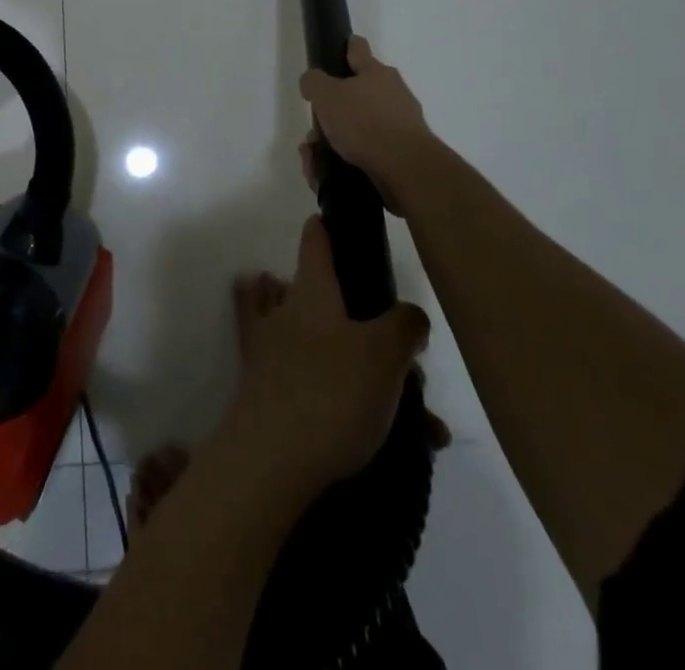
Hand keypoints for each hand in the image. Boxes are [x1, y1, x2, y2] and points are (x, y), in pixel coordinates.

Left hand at [217, 216, 430, 498]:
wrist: (270, 461)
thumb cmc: (330, 392)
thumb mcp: (384, 353)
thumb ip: (403, 325)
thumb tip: (410, 315)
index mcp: (311, 291)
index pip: (315, 240)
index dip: (328, 227)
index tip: (343, 223)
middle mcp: (285, 313)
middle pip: (321, 297)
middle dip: (362, 319)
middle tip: (405, 357)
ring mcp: (271, 354)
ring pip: (319, 346)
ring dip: (362, 370)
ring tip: (417, 412)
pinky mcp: (267, 397)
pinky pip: (314, 390)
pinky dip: (351, 408)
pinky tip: (402, 437)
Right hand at [298, 36, 436, 212]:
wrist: (406, 169)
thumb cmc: (364, 122)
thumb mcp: (326, 94)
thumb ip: (313, 82)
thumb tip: (313, 82)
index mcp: (376, 73)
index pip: (358, 49)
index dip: (345, 46)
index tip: (337, 50)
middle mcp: (392, 94)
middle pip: (353, 96)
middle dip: (329, 113)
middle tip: (314, 129)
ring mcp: (398, 126)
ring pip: (355, 129)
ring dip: (331, 142)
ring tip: (314, 159)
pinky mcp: (398, 155)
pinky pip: (362, 154)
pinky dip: (342, 163)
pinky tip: (324, 175)